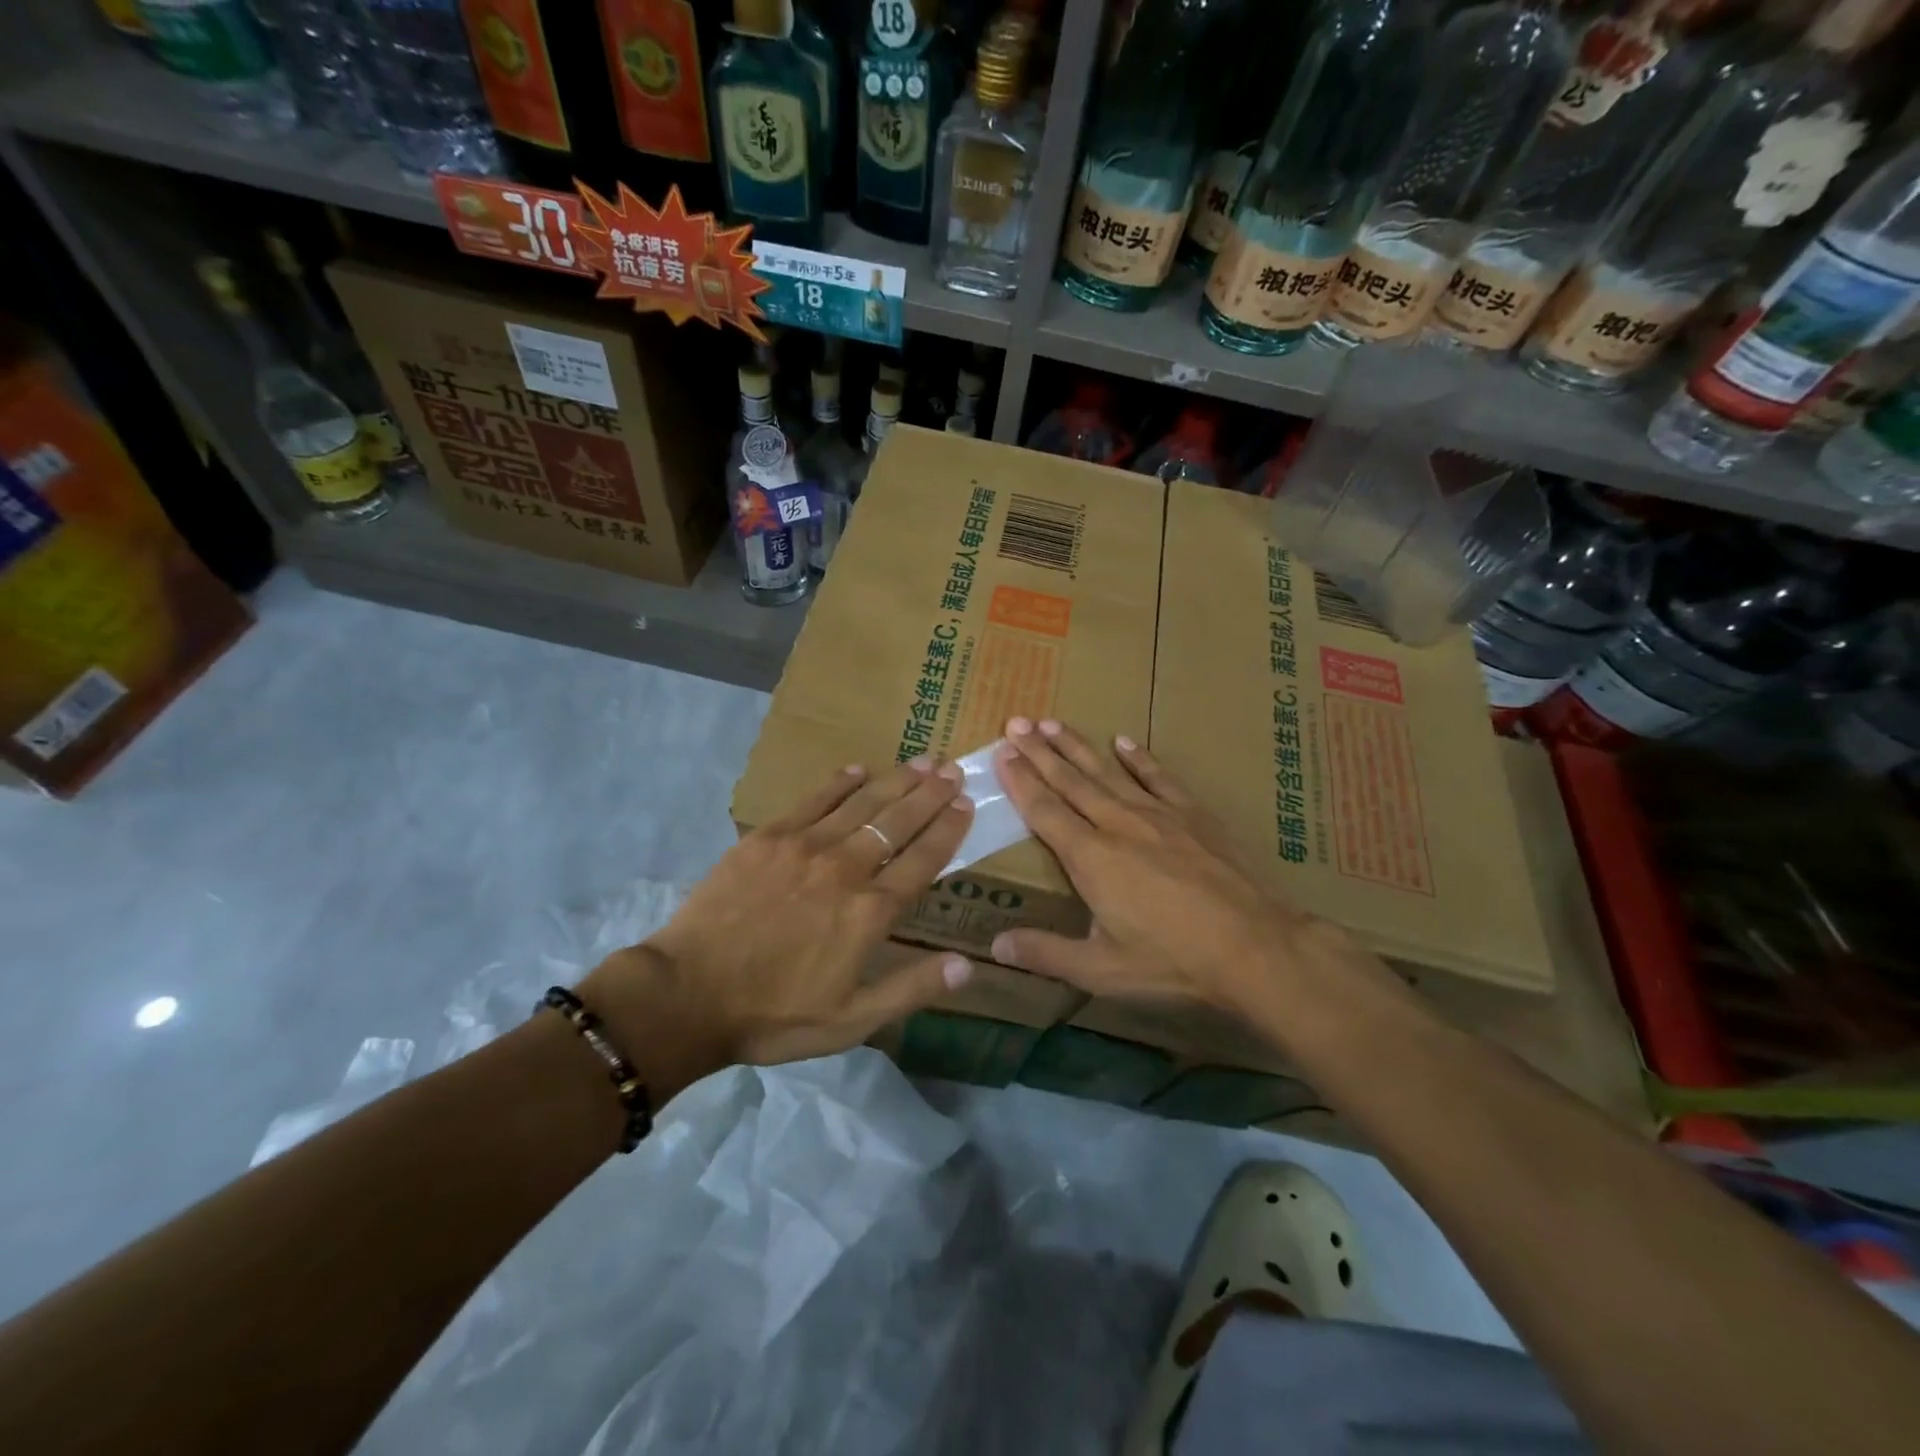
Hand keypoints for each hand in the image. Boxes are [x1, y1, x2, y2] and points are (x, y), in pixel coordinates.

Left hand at [579, 758, 975, 1078]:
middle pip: (898, 822)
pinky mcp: (768, 838)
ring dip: (896, 781)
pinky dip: (840, 782)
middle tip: (952, 770)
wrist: (687, 994)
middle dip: (930, 794)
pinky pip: (814, 800)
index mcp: (870, 912)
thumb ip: (911, 989)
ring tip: (922, 761)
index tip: (966, 804)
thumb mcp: (851, 1021)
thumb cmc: (774, 1014)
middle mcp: (845, 869)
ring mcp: (804, 847)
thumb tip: (968, 965)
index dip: (948, 829)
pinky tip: (858, 769)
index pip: (922, 859)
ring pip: (862, 803)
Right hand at [989, 719, 1359, 1018]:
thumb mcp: (1102, 970)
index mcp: (1091, 858)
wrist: (1256, 947)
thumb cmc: (1174, 962)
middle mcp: (1118, 825)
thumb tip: (994, 946)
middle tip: (1016, 722)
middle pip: (1071, 781)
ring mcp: (1158, 815)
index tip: (1001, 753)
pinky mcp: (1194, 815)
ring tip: (1052, 722)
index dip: (1020, 781)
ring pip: (1108, 771)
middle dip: (1039, 752)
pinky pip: (1159, 777)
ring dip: (1077, 746)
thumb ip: (1046, 953)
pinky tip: (1124, 741)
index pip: (1044, 810)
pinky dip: (1139, 758)